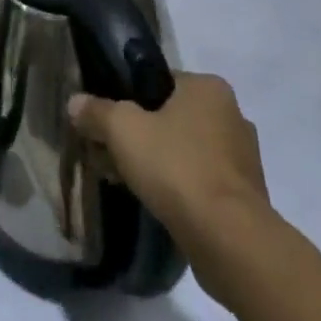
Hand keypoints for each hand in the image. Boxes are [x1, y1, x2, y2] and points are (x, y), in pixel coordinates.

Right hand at [70, 74, 273, 287]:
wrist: (229, 239)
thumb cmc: (176, 167)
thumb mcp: (123, 130)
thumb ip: (97, 111)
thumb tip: (75, 102)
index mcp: (209, 88)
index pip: (159, 81)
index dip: (127, 99)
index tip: (106, 122)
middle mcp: (232, 115)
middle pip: (171, 117)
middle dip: (139, 135)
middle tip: (110, 154)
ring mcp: (243, 158)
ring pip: (185, 151)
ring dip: (157, 163)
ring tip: (126, 182)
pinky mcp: (245, 196)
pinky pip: (201, 181)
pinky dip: (178, 187)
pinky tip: (155, 203)